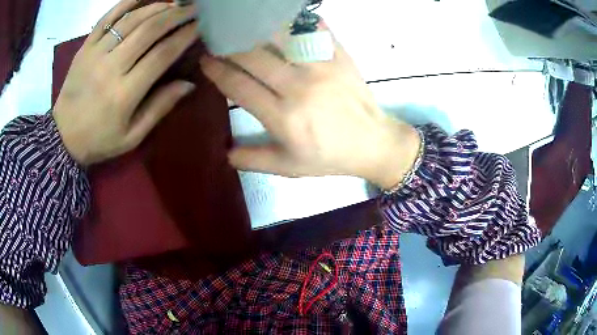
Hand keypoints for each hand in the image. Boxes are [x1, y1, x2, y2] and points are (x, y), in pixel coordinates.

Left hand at [53, 0, 198, 165]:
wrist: (62, 137)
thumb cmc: (98, 140)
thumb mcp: (132, 136)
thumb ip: (159, 108)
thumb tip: (188, 84)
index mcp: (124, 94)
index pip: (161, 55)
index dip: (184, 37)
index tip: (199, 26)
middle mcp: (110, 68)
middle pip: (148, 31)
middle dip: (175, 15)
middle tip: (192, 8)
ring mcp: (95, 54)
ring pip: (130, 20)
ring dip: (156, 7)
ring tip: (173, 2)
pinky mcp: (84, 48)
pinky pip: (106, 19)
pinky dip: (125, 4)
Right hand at [200, 27, 420, 189]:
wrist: (373, 143)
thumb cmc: (330, 157)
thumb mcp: (289, 167)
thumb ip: (255, 160)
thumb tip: (225, 153)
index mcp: (283, 117)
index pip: (238, 85)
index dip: (217, 70)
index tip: (205, 60)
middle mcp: (299, 87)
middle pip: (253, 56)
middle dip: (229, 45)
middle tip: (218, 39)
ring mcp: (322, 67)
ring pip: (280, 37)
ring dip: (257, 29)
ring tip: (243, 26)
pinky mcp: (339, 56)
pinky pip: (313, 29)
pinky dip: (295, 20)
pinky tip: (281, 17)